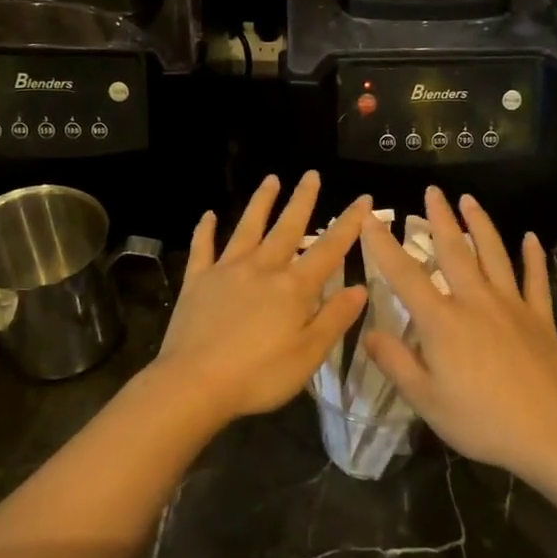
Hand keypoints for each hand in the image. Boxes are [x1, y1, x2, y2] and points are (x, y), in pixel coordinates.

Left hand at [151, 173, 370, 421]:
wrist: (194, 383)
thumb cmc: (259, 375)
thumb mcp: (309, 354)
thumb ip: (335, 318)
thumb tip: (360, 287)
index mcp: (294, 287)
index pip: (329, 249)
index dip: (348, 224)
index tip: (362, 199)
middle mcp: (262, 268)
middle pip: (287, 228)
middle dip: (303, 200)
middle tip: (312, 174)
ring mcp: (227, 271)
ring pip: (247, 228)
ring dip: (261, 203)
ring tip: (271, 179)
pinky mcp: (198, 281)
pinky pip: (203, 249)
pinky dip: (205, 230)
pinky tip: (208, 215)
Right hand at [359, 188, 556, 474]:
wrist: (549, 433)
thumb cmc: (480, 420)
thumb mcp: (425, 400)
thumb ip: (395, 362)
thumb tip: (369, 332)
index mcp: (442, 321)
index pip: (405, 275)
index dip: (384, 245)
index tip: (371, 218)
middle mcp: (475, 301)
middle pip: (454, 250)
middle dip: (440, 218)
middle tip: (432, 190)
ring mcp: (511, 305)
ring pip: (493, 254)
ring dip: (480, 224)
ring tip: (469, 199)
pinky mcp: (539, 318)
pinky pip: (536, 280)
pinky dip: (533, 257)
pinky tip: (531, 238)